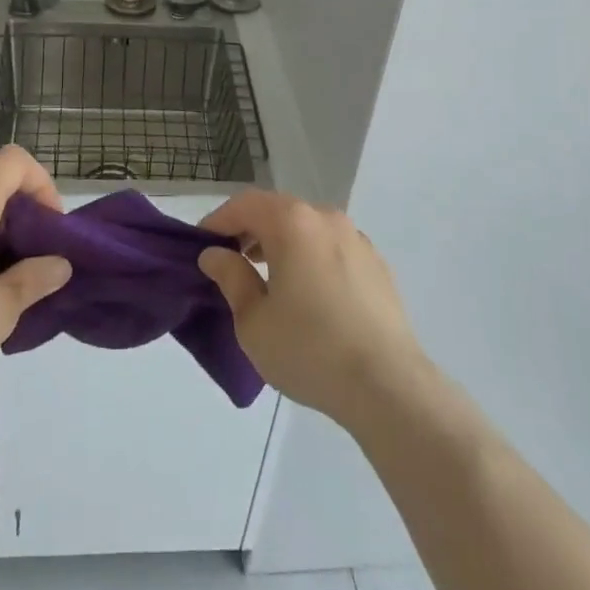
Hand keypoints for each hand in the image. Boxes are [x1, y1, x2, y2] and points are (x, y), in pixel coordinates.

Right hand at [197, 192, 428, 431]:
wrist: (387, 384)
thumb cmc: (309, 349)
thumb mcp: (254, 321)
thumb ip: (231, 278)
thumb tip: (216, 254)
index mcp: (293, 223)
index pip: (245, 205)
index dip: (218, 221)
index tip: (202, 246)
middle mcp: (326, 219)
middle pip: (278, 210)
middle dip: (249, 230)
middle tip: (230, 261)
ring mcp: (356, 239)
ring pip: (307, 227)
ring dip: (281, 242)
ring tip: (266, 277)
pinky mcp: (377, 264)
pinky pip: (332, 247)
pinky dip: (310, 256)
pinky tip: (307, 293)